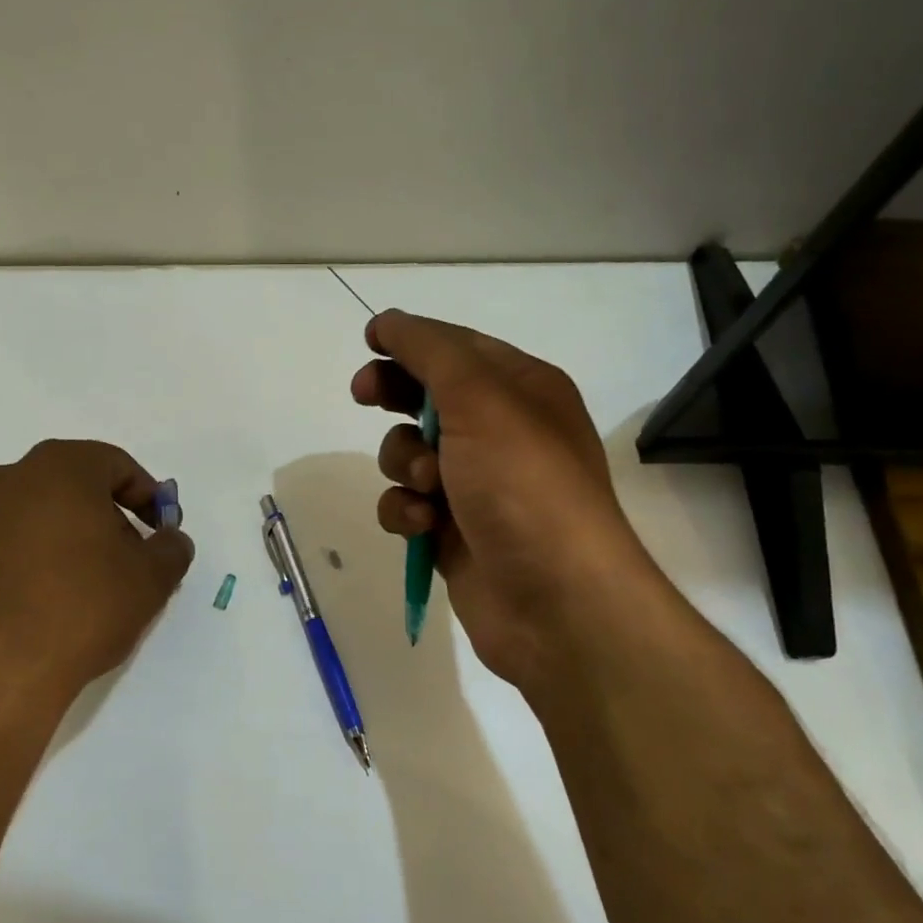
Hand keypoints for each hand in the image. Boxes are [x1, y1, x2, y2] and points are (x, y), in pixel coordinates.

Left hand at [0, 439, 194, 718]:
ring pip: (26, 521)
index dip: (147, 496)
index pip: (115, 465)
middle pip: (68, 488)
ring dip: (56, 545)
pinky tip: (29, 615)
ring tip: (74, 594)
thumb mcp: (149, 581)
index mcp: (58, 469)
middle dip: (102, 519)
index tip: (159, 531)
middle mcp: (4, 482)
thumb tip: (170, 540)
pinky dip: (16, 572)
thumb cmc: (79, 609)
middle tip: (122, 562)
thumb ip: (171, 550)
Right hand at [352, 310, 659, 698]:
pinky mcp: (454, 532)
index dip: (411, 341)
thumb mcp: (481, 399)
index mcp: (522, 390)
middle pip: (428, 396)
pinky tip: (423, 527)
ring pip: (409, 453)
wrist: (557, 601)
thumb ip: (431, 352)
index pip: (457, 348)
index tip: (369, 342)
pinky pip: (408, 504)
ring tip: (428, 486)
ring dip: (404, 463)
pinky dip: (406, 511)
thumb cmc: (524, 484)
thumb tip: (390, 321)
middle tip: (365, 395)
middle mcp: (501, 432)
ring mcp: (477, 485)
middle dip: (395, 395)